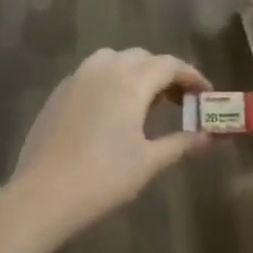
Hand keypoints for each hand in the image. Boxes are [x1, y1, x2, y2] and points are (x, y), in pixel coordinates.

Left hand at [11, 47, 212, 236]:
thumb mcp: (149, 162)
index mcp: (131, 82)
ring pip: (112, 59)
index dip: (191, 76)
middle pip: (141, 57)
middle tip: (179, 100)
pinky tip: (111, 110)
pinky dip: (109, 81)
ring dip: (134, 71)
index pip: (169, 65)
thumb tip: (209, 137)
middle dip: (164, 73)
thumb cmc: (104, 178)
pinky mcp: (58, 94)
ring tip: (144, 101)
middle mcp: (104, 71)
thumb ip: (181, 143)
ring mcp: (76, 79)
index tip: (205, 93)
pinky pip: (90, 74)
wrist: (43, 195)